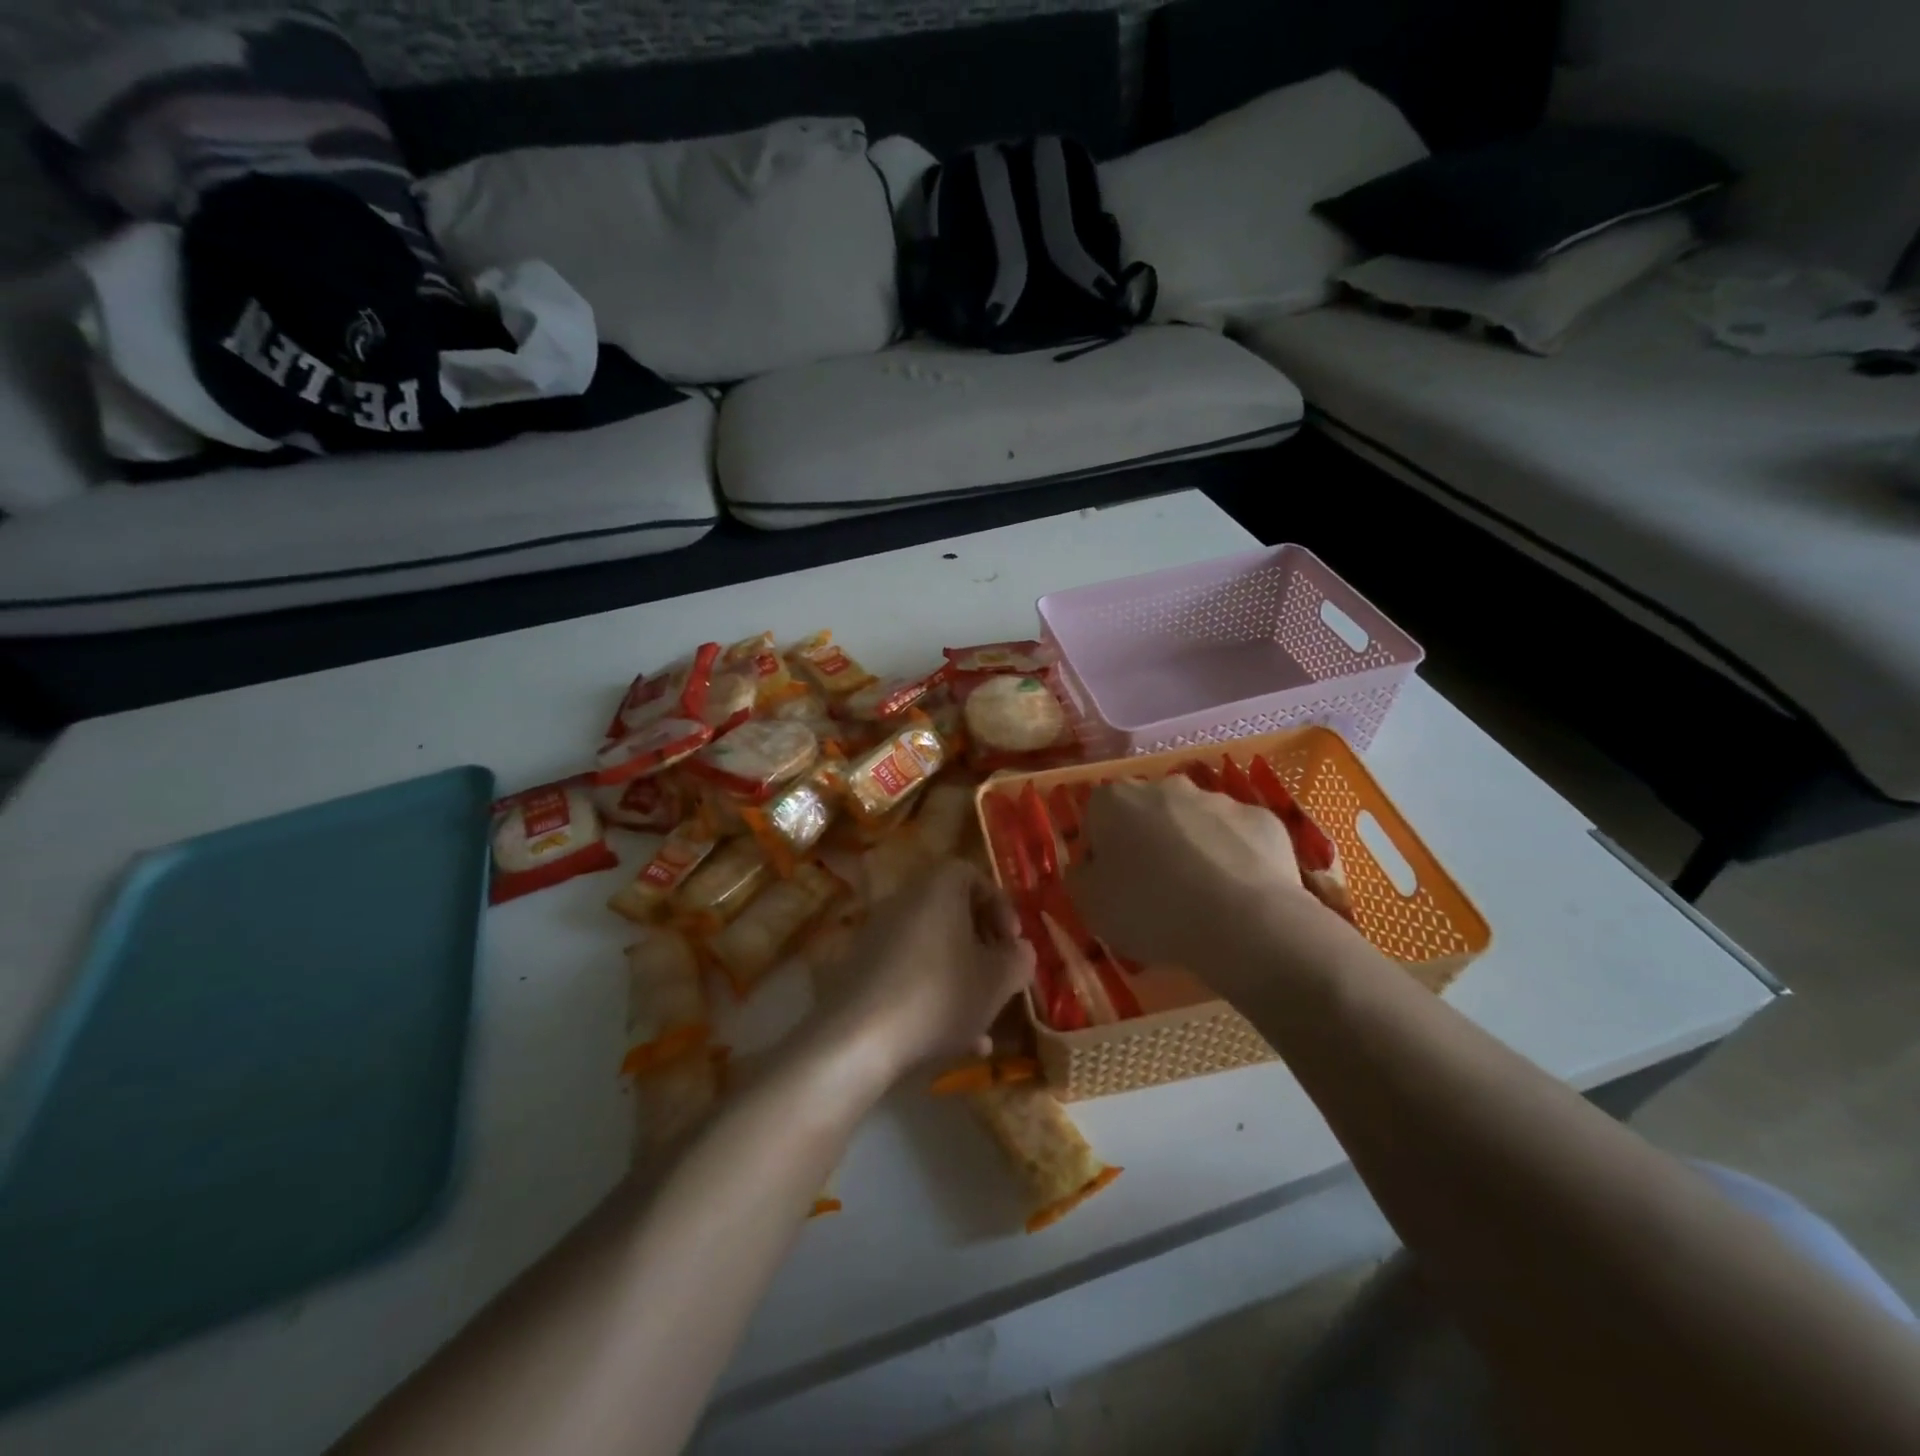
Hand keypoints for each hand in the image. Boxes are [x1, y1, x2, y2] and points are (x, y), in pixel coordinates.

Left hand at [823, 859, 1033, 1079]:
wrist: (857, 1038)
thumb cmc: (939, 995)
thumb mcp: (996, 982)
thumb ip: (1018, 960)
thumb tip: (1019, 950)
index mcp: (938, 888)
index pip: (971, 875)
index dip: (999, 905)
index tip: (1013, 941)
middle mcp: (905, 901)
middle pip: (952, 913)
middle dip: (982, 947)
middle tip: (1000, 978)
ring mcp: (879, 936)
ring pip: (934, 949)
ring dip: (962, 978)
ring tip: (984, 1021)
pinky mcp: (862, 971)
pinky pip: (909, 974)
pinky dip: (934, 996)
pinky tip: (956, 1042)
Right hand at [1066, 776, 1306, 970]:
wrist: (1244, 922)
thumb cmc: (1151, 910)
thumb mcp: (1090, 906)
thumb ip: (1080, 877)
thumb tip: (1087, 866)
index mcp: (1115, 800)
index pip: (1096, 817)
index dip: (1101, 852)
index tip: (1110, 885)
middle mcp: (1165, 787)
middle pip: (1147, 813)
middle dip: (1147, 842)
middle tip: (1153, 891)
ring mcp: (1218, 799)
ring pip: (1195, 822)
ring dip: (1191, 849)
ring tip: (1200, 899)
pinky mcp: (1262, 819)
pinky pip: (1238, 838)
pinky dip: (1234, 859)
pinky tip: (1237, 896)